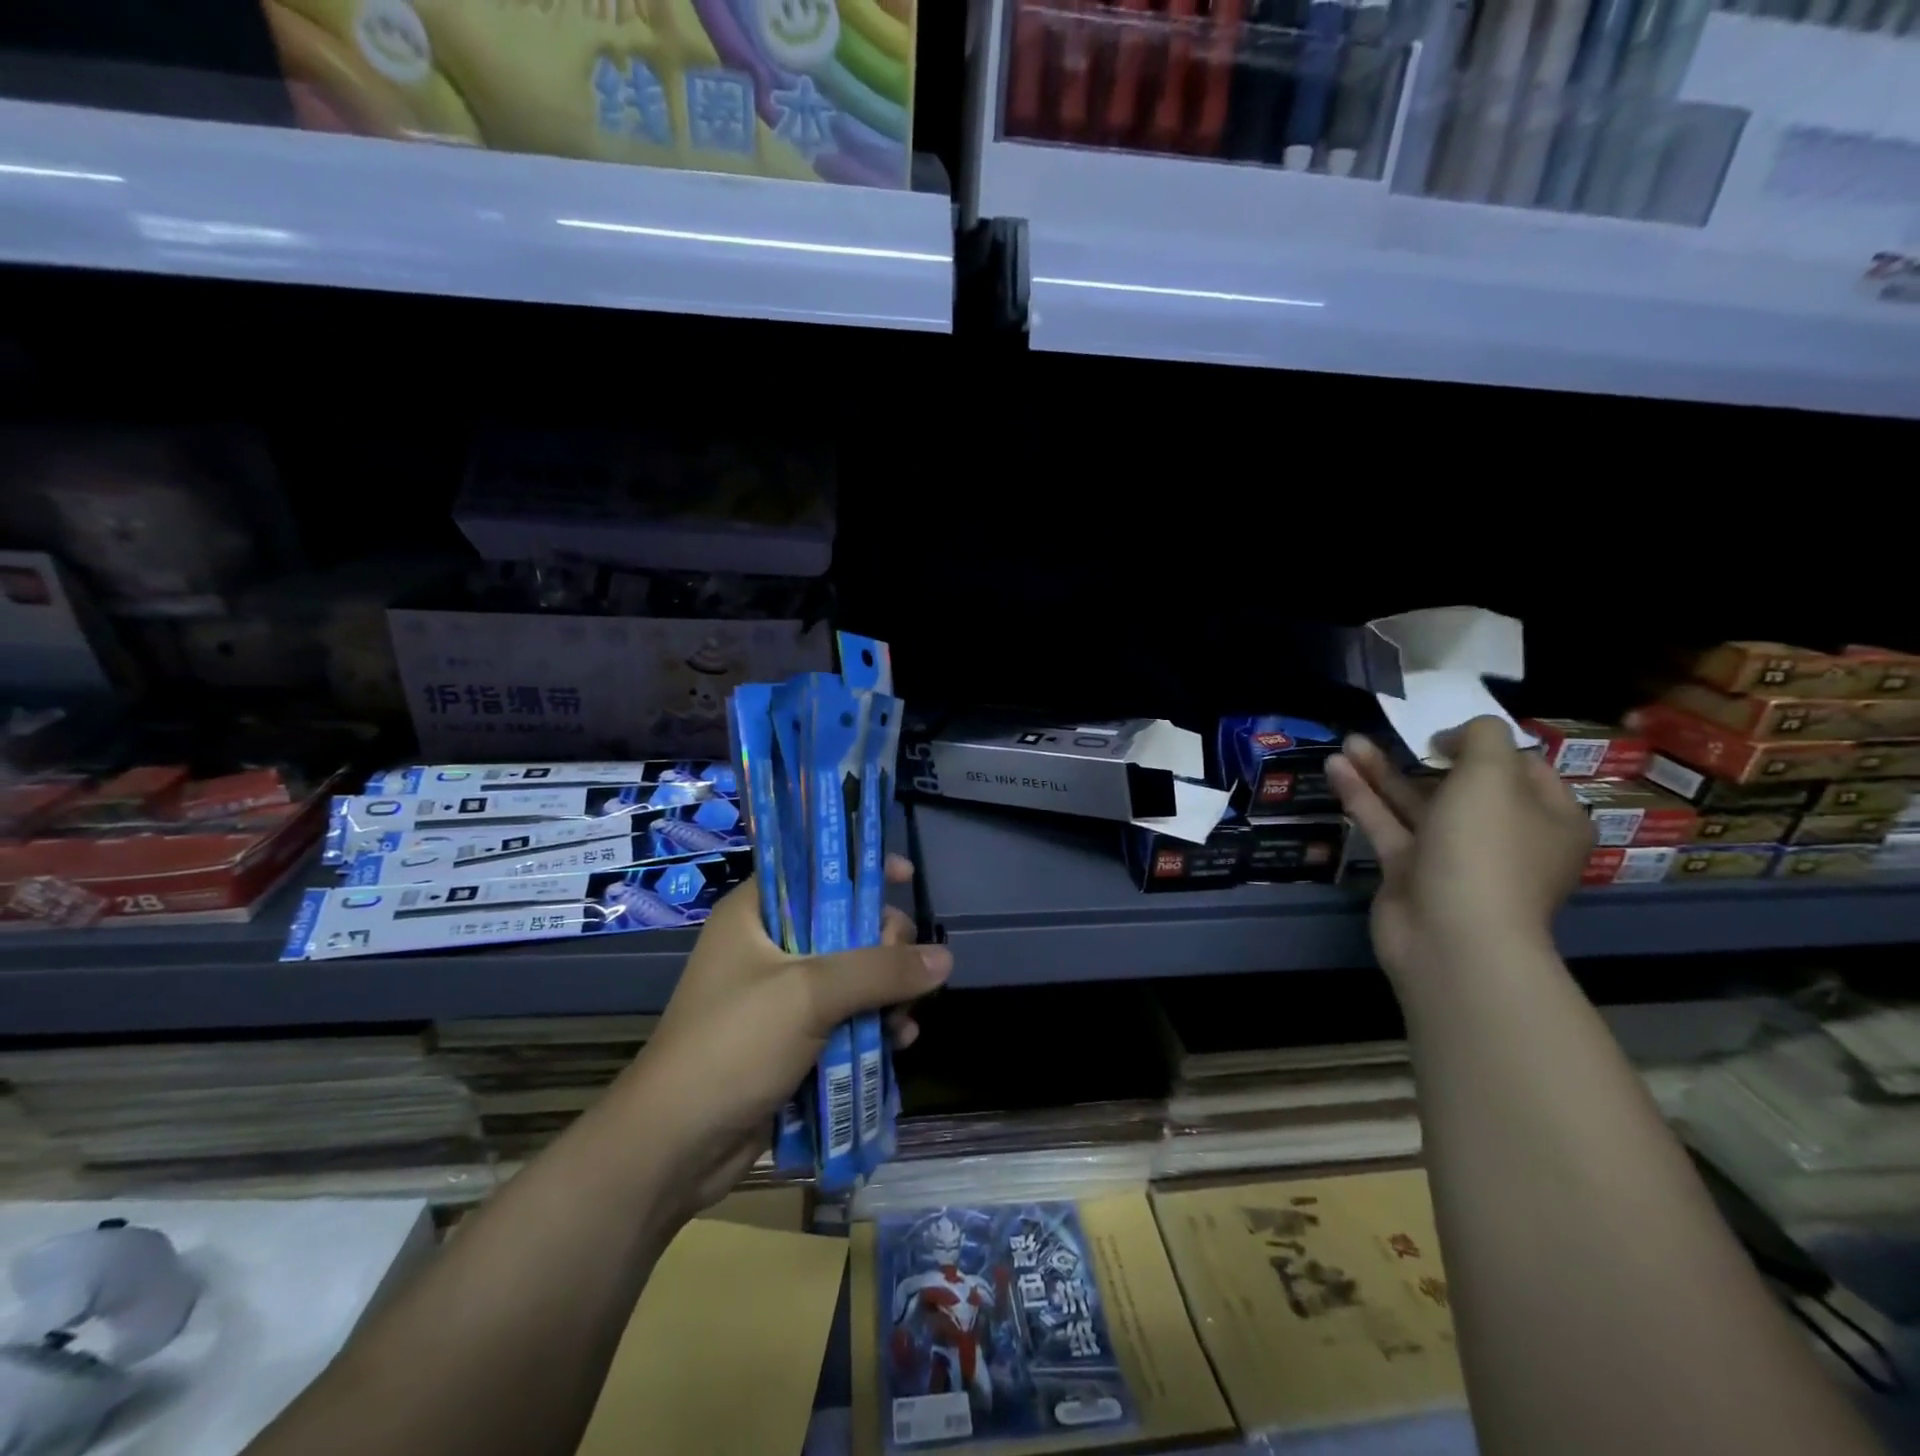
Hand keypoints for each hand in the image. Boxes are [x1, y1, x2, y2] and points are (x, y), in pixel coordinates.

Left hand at [621, 854, 950, 1215]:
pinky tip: (898, 1044)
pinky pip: (845, 1018)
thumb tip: (945, 957)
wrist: (675, 1147)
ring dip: (886, 994)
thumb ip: (880, 970)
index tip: (906, 878)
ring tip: (905, 1020)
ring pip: (851, 976)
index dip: (860, 869)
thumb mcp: (810, 994)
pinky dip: (873, 1026)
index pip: (813, 869)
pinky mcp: (791, 1039)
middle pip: (843, 925)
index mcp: (754, 914)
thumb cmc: (733, 1046)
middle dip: (884, 947)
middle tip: (908, 970)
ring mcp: (779, 996)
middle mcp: (767, 946)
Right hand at [1327, 716, 1591, 987]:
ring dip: (1383, 772)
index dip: (1484, 744)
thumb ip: (1482, 737)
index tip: (1444, 733)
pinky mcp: (1410, 872)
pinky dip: (1362, 797)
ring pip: (1416, 804)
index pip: (1523, 767)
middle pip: (1463, 785)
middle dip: (1424, 755)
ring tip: (1349, 741)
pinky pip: (1386, 825)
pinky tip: (1334, 767)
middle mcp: (1505, 838)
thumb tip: (1459, 735)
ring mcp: (1454, 858)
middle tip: (1397, 733)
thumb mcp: (1493, 775)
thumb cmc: (1485, 848)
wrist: (1451, 936)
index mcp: (1548, 818)